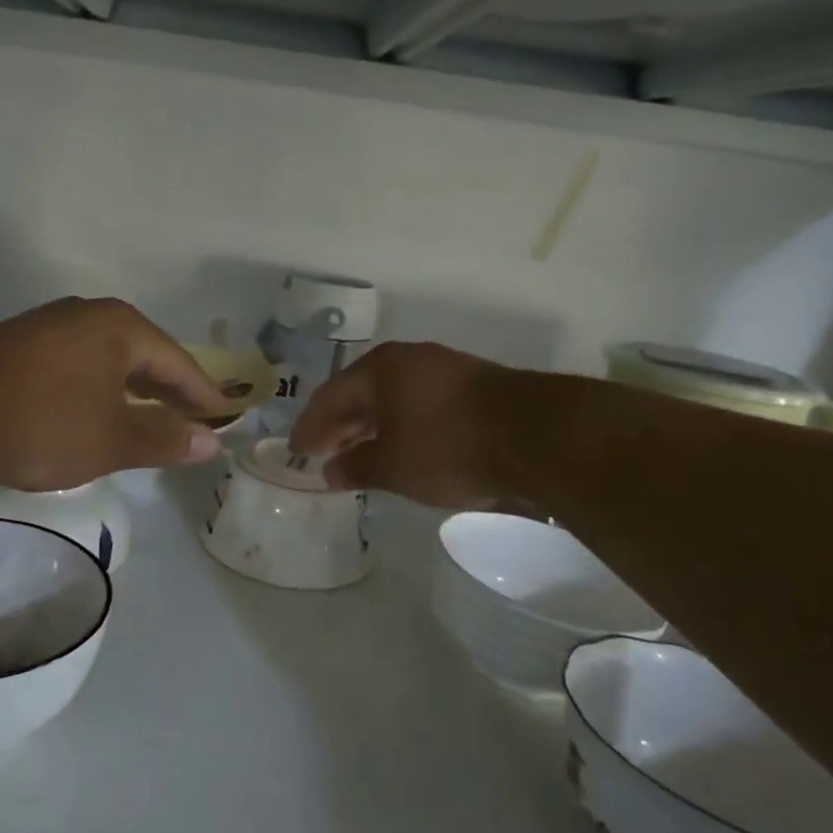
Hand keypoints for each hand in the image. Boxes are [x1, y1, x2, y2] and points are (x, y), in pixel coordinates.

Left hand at [0, 298, 227, 490]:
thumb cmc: (40, 422)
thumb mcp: (112, 439)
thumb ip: (164, 438)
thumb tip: (211, 442)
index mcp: (120, 327)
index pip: (179, 362)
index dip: (204, 394)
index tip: (226, 418)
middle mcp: (88, 316)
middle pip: (144, 357)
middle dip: (169, 392)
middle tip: (195, 422)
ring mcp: (49, 328)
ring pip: (109, 363)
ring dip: (133, 393)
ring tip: (152, 421)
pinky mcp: (19, 348)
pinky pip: (79, 368)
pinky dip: (99, 393)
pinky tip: (96, 415)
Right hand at [288, 341, 518, 508]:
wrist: (536, 437)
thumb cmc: (448, 446)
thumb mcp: (393, 465)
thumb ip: (356, 467)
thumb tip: (330, 471)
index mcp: (380, 369)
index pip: (330, 396)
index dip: (310, 426)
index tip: (296, 451)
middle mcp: (409, 361)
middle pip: (361, 394)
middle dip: (339, 426)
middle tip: (321, 453)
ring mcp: (444, 370)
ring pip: (393, 400)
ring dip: (371, 427)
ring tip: (357, 453)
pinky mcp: (473, 387)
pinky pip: (420, 406)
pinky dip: (402, 427)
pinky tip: (402, 447)